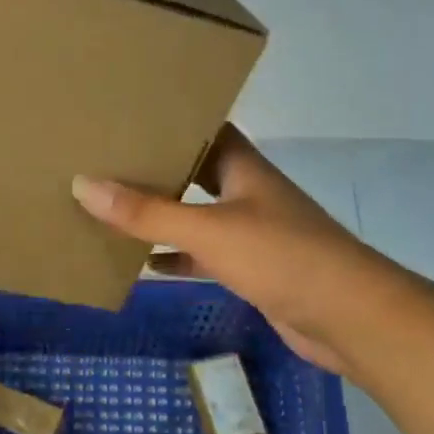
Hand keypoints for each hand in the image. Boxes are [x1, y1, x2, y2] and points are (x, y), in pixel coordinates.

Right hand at [72, 125, 382, 372]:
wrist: (350, 319)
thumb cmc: (282, 257)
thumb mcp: (208, 230)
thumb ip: (147, 212)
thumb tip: (83, 185)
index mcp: (243, 168)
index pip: (205, 128)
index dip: (171, 120)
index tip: (126, 115)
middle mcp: (247, 193)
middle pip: (196, 171)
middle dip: (157, 167)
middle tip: (106, 160)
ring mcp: (251, 232)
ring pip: (197, 215)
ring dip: (163, 215)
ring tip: (112, 207)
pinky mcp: (252, 270)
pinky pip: (203, 256)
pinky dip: (177, 258)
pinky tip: (143, 264)